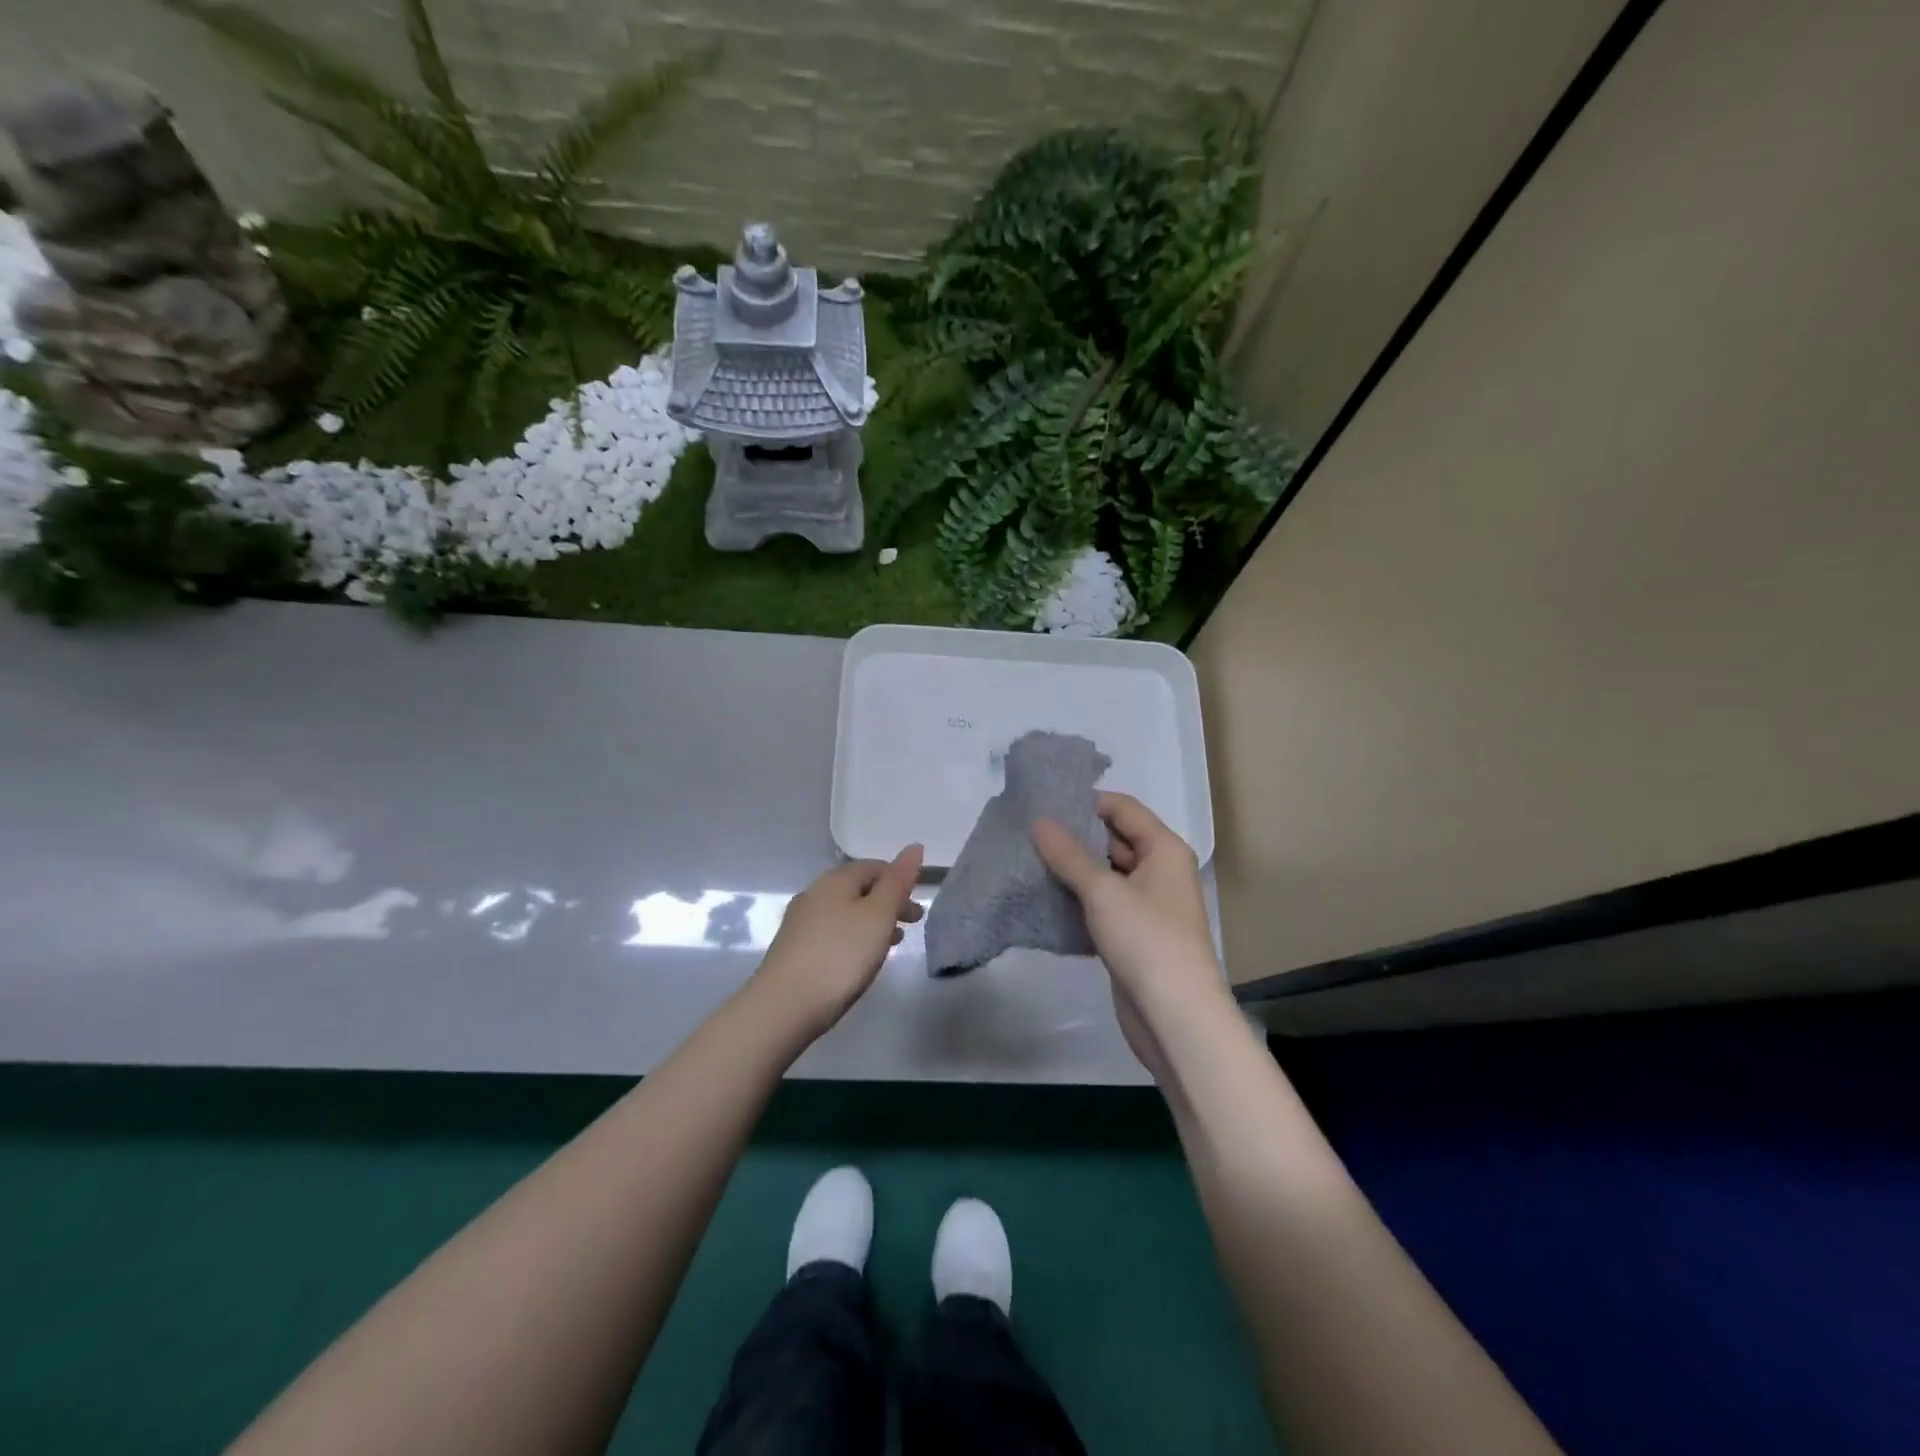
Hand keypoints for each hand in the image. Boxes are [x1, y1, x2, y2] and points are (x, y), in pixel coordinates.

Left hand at [756, 846, 924, 1036]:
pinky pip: (833, 933)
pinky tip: (860, 960)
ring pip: (846, 912)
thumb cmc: (840, 955)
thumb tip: (914, 847)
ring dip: (873, 922)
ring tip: (893, 943)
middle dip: (888, 902)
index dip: (899, 879)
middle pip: (859, 889)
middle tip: (913, 924)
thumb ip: (898, 881)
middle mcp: (814, 893)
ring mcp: (801, 922)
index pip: (874, 867)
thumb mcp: (879, 915)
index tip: (918, 903)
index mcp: (835, 879)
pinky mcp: (794, 949)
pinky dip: (854, 938)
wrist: (784, 1005)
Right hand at [1033, 794, 1232, 1073]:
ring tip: (1027, 863)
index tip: (1043, 806)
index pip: (1123, 808)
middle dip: (1074, 838)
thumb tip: (1039, 821)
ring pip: (1105, 876)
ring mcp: (1147, 906)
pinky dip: (1077, 902)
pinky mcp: (1133, 936)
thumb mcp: (1103, 891)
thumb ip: (1069, 855)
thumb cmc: (1146, 940)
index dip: (1086, 803)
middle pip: (1113, 840)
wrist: (1176, 1018)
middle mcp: (1159, 871)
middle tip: (1027, 835)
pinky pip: (1102, 906)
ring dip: (1072, 871)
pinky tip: (1043, 901)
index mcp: (1164, 849)